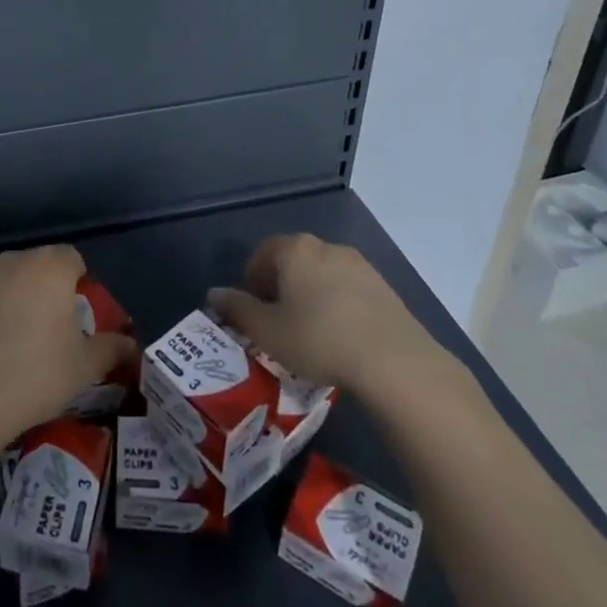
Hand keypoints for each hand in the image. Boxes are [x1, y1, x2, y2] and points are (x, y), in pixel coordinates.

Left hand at [0, 245, 137, 451]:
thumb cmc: (39, 373)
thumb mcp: (86, 366)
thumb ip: (113, 348)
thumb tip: (132, 345)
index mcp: (51, 266)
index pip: (73, 258)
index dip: (80, 284)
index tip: (80, 317)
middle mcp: (18, 261)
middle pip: (43, 266)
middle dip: (52, 289)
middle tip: (57, 330)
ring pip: (16, 280)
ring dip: (25, 298)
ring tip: (27, 341)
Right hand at [208, 234, 473, 408]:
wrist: (393, 360)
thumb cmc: (318, 339)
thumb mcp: (267, 331)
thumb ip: (237, 309)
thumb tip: (213, 293)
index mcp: (293, 249)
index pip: (262, 254)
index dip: (252, 283)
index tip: (255, 314)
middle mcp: (325, 246)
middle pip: (293, 261)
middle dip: (282, 288)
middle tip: (280, 324)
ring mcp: (358, 264)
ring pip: (322, 275)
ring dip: (311, 296)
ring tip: (312, 334)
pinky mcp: (383, 286)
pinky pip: (348, 290)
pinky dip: (338, 306)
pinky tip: (342, 338)